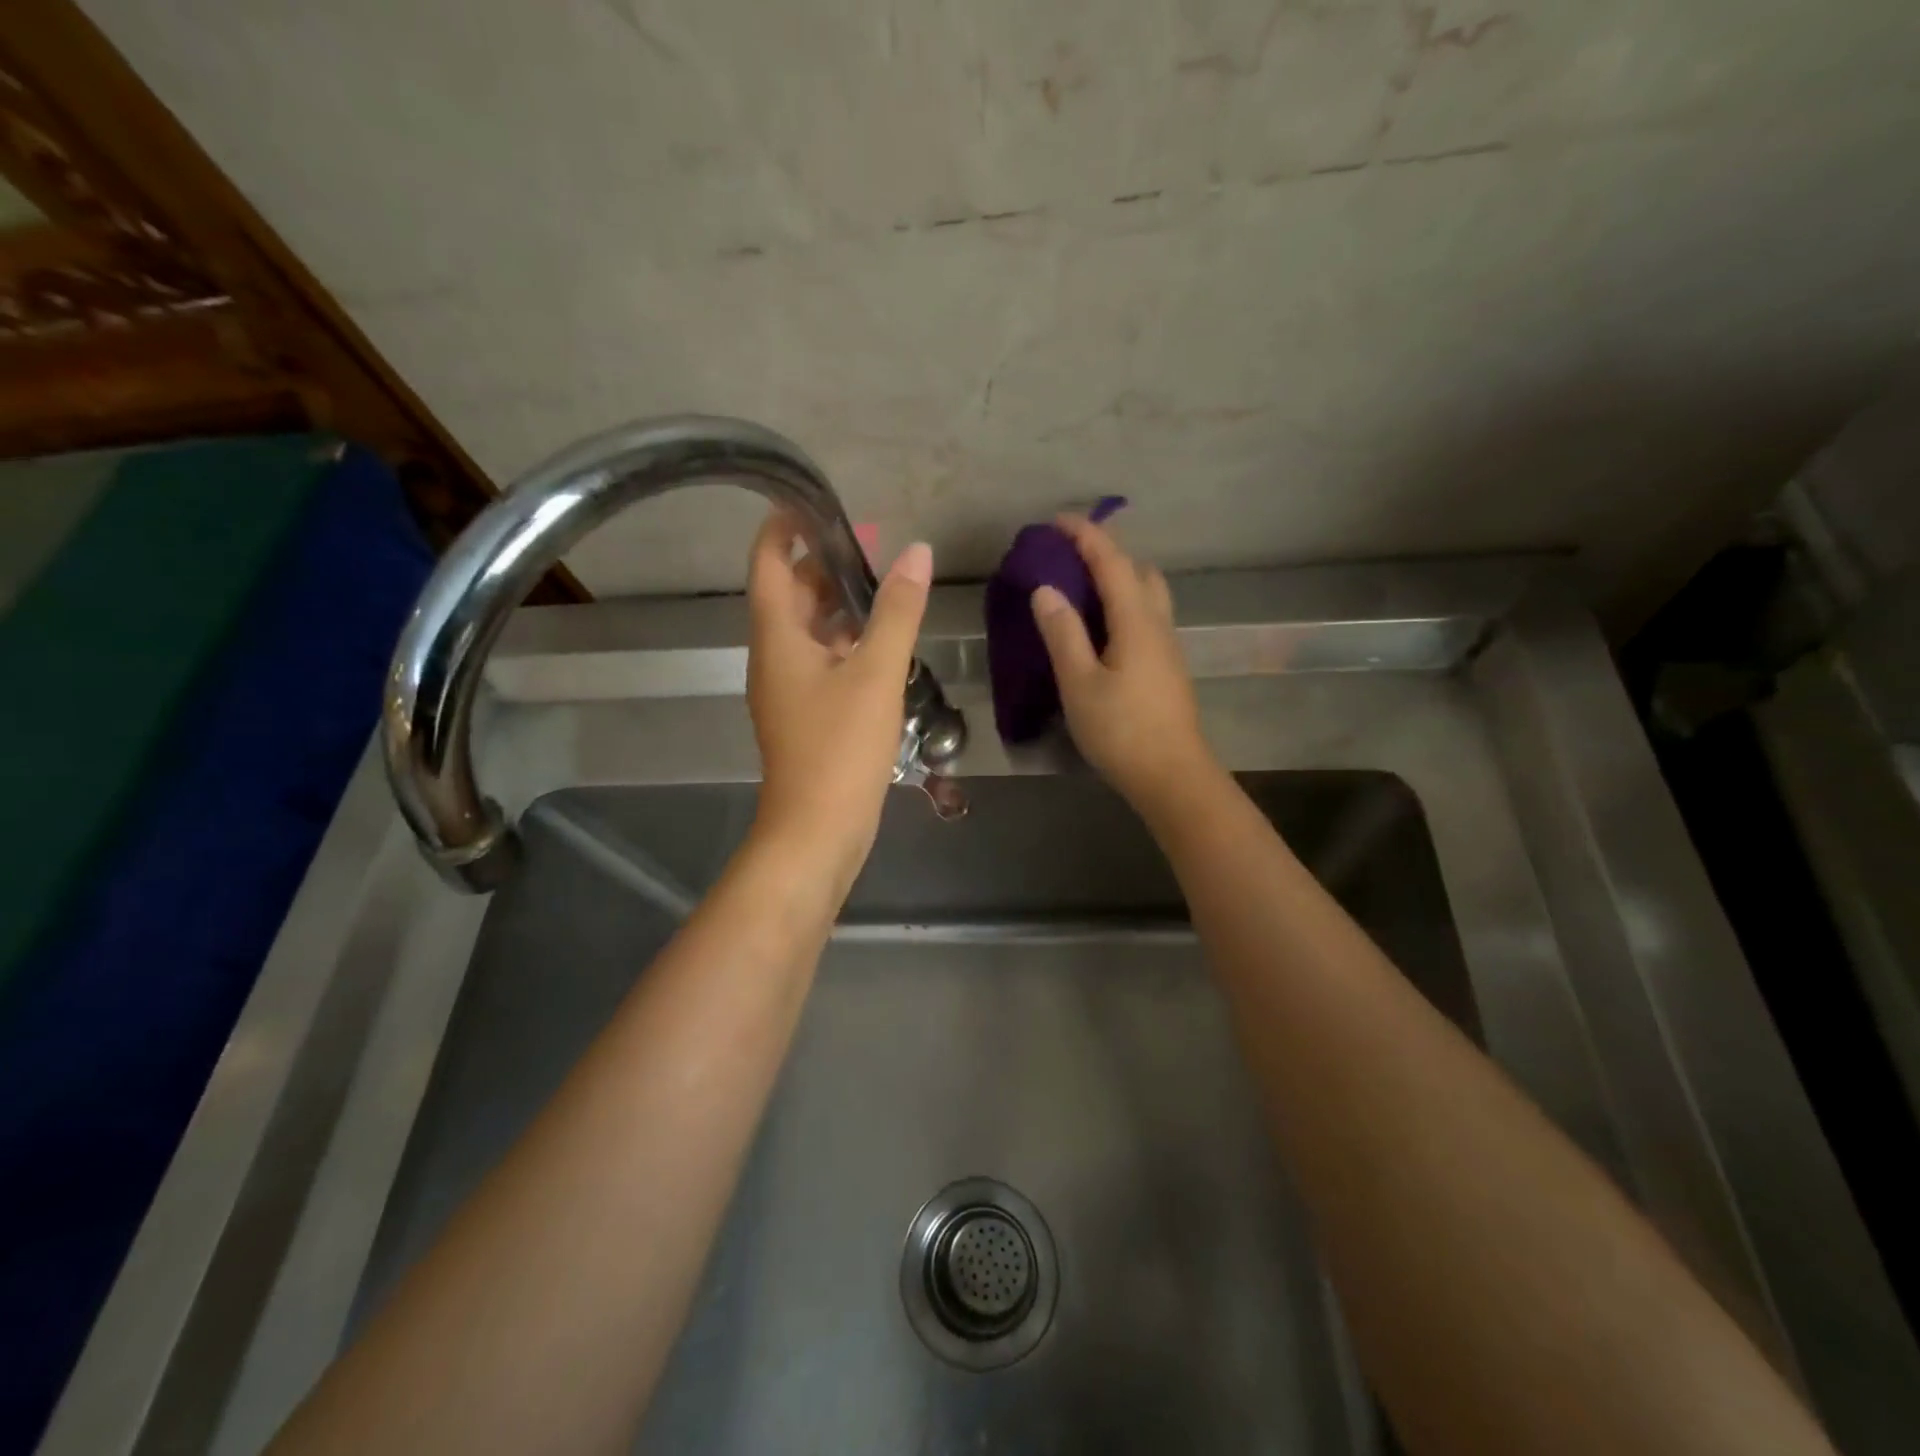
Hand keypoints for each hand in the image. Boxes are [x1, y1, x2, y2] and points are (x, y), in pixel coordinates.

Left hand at [746, 512, 931, 881]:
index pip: (767, 562)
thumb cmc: (840, 748)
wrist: (818, 830)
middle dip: (822, 565)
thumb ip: (897, 612)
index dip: (784, 527)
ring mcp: (788, 689)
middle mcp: (774, 657)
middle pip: (789, 595)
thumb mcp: (876, 673)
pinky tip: (880, 646)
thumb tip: (916, 552)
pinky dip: (844, 643)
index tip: (818, 503)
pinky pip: (821, 663)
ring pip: (807, 631)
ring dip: (837, 606)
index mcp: (777, 637)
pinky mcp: (806, 715)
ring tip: (882, 589)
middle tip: (871, 547)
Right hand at [1031, 514, 1216, 813]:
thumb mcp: (1080, 684)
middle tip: (1069, 556)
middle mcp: (1158, 625)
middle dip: (1106, 553)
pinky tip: (1102, 628)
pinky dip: (1123, 604)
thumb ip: (1063, 634)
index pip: (1112, 562)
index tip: (1056, 520)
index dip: (1085, 536)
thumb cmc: (1122, 731)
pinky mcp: (1167, 667)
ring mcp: (1167, 647)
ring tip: (1082, 589)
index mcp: (1136, 621)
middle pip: (1138, 572)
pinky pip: (1146, 617)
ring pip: (1148, 595)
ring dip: (1118, 579)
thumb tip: (1046, 589)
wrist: (1172, 776)